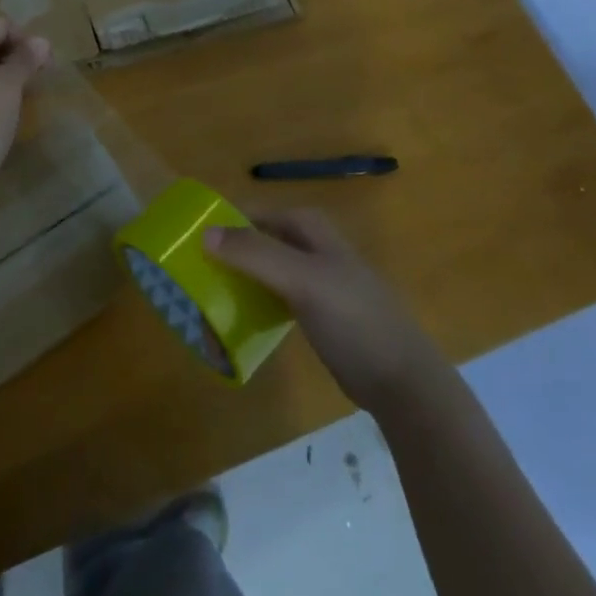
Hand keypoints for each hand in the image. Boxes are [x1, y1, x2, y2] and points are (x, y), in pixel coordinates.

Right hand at [206, 208, 439, 414]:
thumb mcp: (302, 280)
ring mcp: (317, 282)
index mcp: (311, 230)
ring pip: (266, 272)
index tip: (192, 241)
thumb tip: (205, 233)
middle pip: (260, 242)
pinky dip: (255, 306)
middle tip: (197, 276)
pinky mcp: (318, 315)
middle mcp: (313, 248)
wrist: (402, 381)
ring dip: (240, 283)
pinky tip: (238, 323)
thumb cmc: (353, 318)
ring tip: (209, 302)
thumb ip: (255, 254)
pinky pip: (275, 300)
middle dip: (230, 256)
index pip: (257, 214)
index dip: (227, 222)